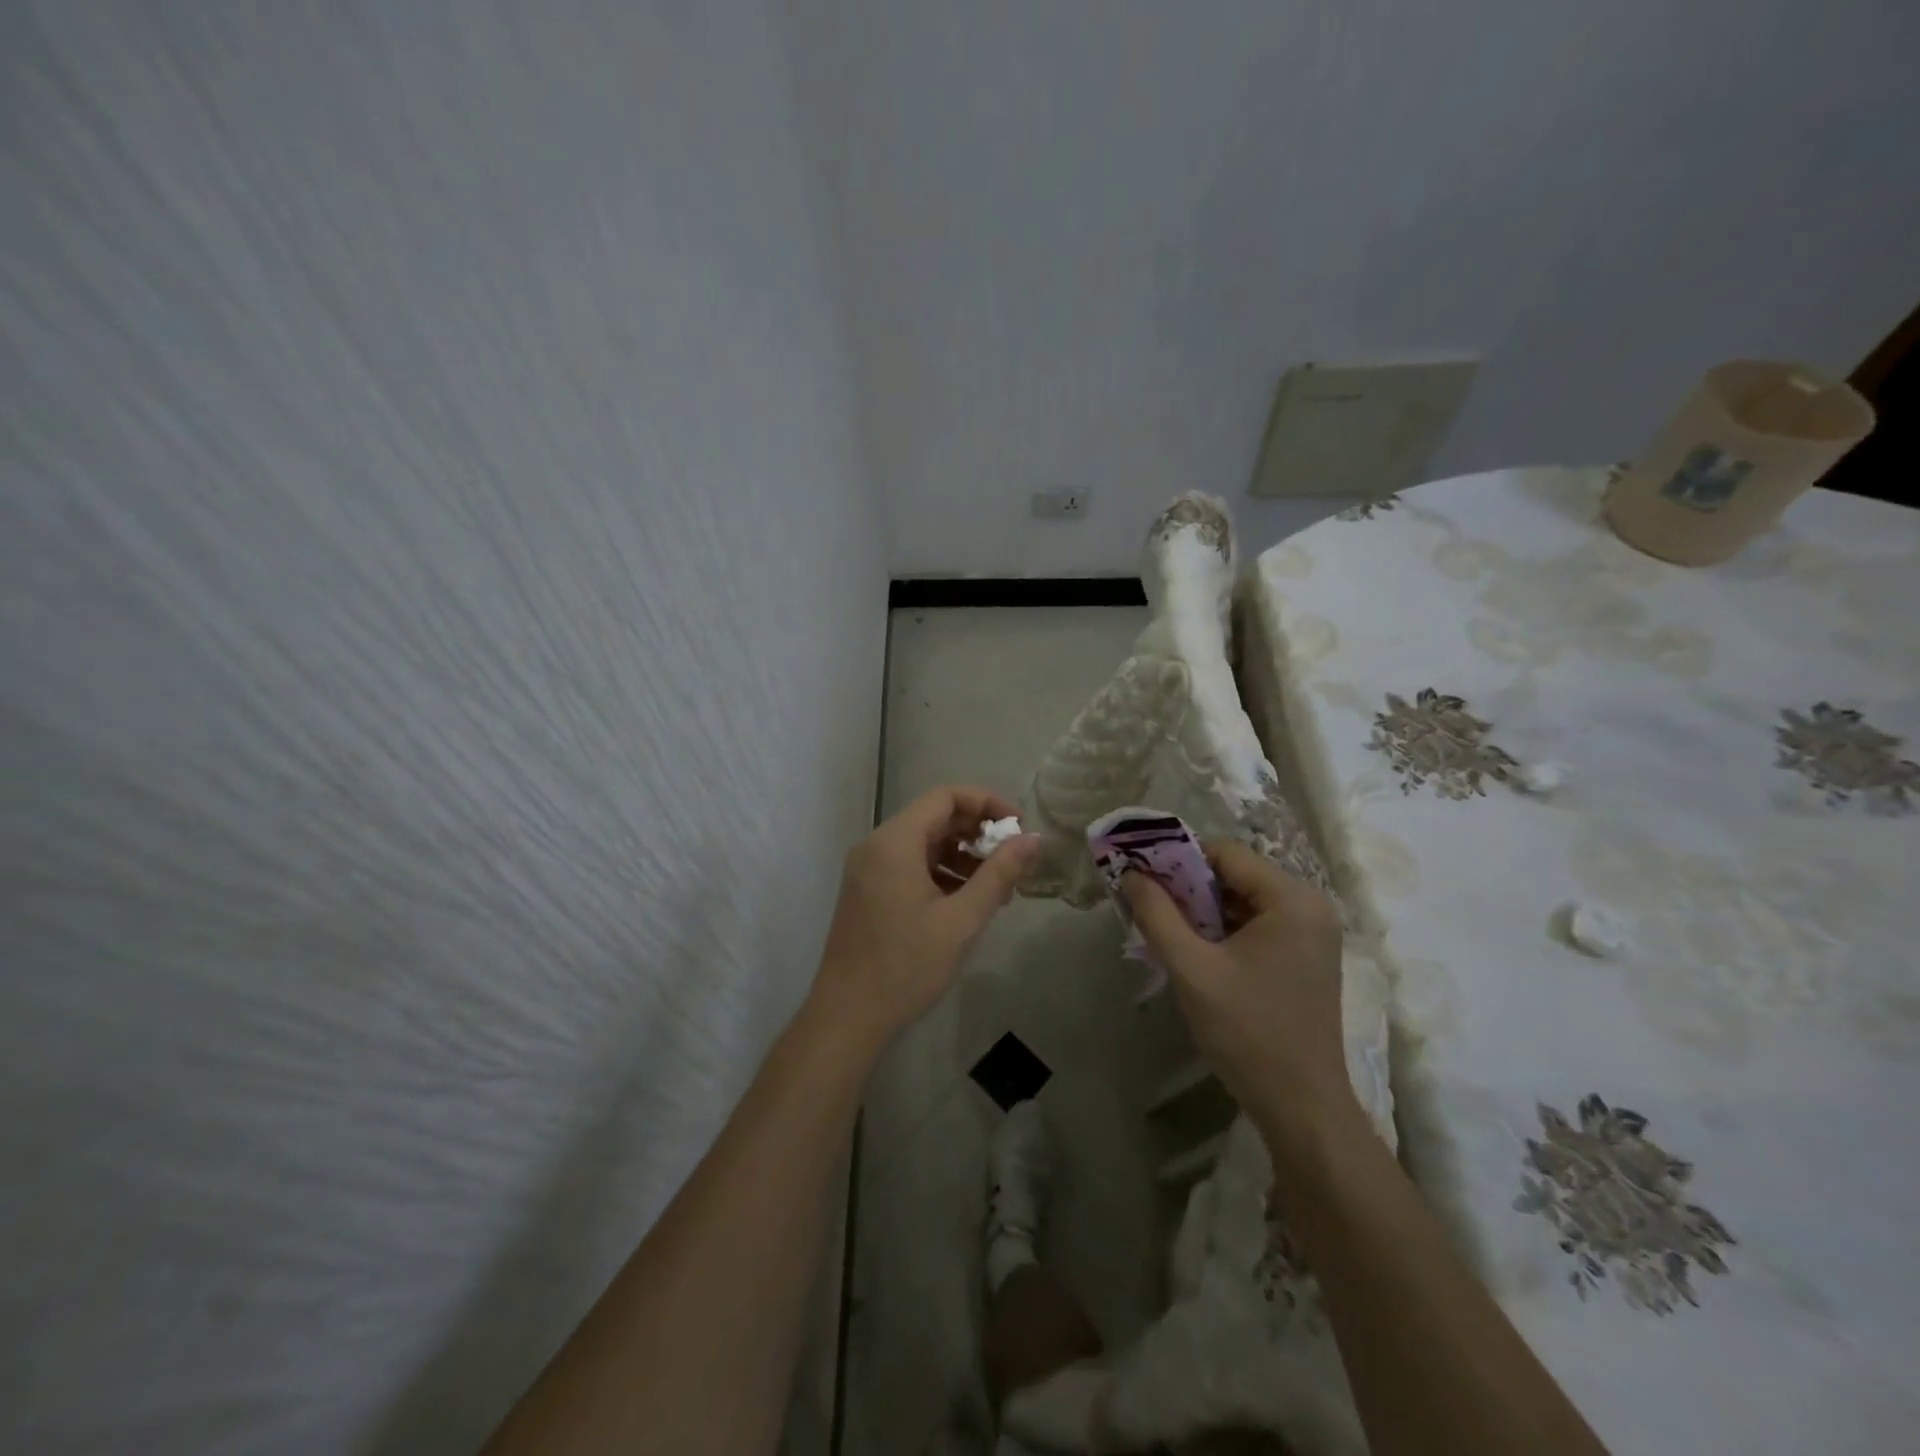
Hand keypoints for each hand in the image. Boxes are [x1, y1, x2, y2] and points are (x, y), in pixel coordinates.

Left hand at [813, 786, 1039, 1046]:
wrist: (848, 1016)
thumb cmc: (906, 966)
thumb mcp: (961, 920)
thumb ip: (999, 874)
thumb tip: (1034, 839)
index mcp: (895, 842)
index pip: (945, 796)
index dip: (987, 803)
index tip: (1019, 827)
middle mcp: (877, 845)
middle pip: (934, 817)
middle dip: (977, 833)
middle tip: (1012, 860)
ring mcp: (868, 868)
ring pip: (924, 843)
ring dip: (962, 856)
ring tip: (997, 888)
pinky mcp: (868, 890)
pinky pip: (910, 865)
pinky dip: (941, 872)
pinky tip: (966, 901)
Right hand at [1122, 841, 1355, 1143]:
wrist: (1302, 1107)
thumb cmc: (1248, 1032)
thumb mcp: (1192, 969)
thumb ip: (1157, 914)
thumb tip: (1131, 874)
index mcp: (1292, 899)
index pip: (1225, 854)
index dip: (1179, 860)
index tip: (1142, 878)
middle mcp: (1310, 906)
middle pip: (1235, 875)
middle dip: (1188, 888)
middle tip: (1149, 907)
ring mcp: (1312, 933)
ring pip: (1243, 900)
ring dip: (1203, 910)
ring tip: (1167, 931)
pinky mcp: (1306, 957)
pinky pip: (1256, 924)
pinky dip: (1223, 930)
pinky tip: (1196, 952)